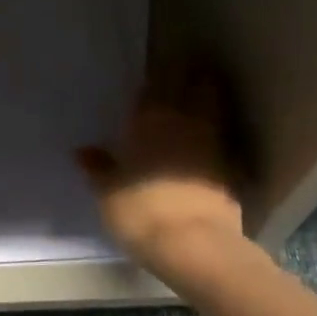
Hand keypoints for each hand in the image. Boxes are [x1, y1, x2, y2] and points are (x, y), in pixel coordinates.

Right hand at [76, 74, 246, 273]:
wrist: (193, 243)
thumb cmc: (139, 212)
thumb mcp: (107, 193)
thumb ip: (98, 168)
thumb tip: (83, 151)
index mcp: (149, 120)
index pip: (155, 84)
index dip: (157, 75)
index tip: (155, 72)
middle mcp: (185, 121)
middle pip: (195, 84)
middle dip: (190, 75)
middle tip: (182, 72)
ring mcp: (214, 141)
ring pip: (214, 106)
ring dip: (208, 98)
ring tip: (198, 98)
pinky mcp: (233, 166)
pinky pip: (224, 137)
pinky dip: (217, 133)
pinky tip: (209, 141)